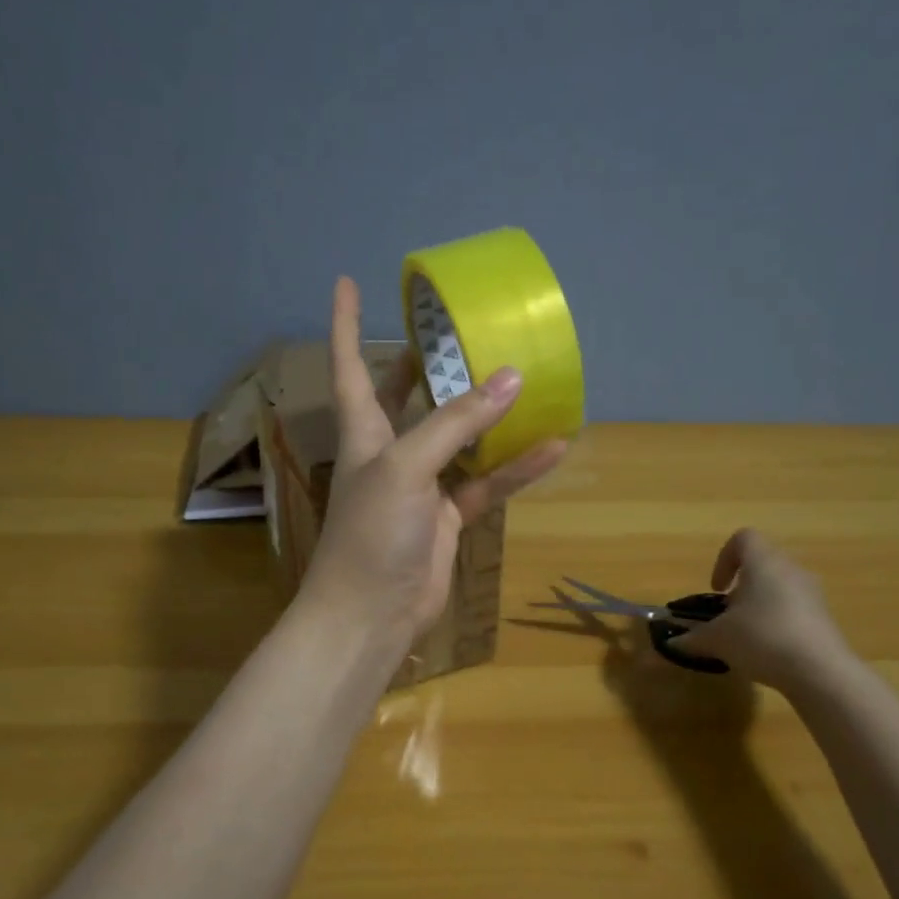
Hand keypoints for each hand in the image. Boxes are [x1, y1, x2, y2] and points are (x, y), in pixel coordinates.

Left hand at [299, 277, 565, 645]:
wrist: (371, 616)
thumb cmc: (371, 533)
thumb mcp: (407, 468)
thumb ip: (456, 424)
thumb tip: (510, 378)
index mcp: (363, 432)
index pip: (349, 366)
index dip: (344, 324)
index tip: (347, 282)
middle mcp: (390, 452)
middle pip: (405, 396)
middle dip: (422, 363)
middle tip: (452, 329)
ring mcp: (421, 486)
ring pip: (459, 440)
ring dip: (488, 415)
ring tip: (524, 377)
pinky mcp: (447, 518)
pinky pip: (486, 483)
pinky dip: (515, 469)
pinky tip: (554, 446)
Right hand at [673, 529, 855, 691]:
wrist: (820, 672)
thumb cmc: (761, 638)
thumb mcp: (718, 639)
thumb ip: (692, 638)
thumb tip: (672, 644)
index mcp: (764, 562)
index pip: (743, 539)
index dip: (724, 559)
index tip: (716, 589)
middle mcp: (791, 569)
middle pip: (762, 564)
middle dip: (741, 587)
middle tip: (728, 615)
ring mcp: (813, 593)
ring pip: (780, 587)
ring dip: (760, 604)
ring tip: (747, 635)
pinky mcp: (826, 618)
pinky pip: (796, 609)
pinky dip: (779, 621)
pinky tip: (770, 651)